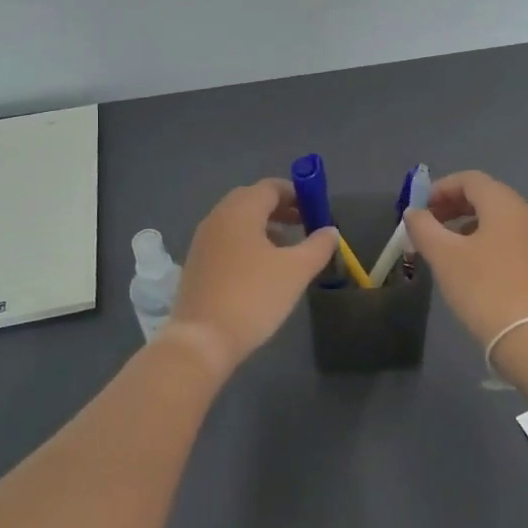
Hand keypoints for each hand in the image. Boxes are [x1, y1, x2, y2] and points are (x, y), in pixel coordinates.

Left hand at [163, 179, 337, 377]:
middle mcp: (218, 217)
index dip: (296, 193)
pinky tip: (261, 267)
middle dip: (280, 208)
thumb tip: (330, 230)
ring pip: (238, 220)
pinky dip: (247, 241)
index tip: (315, 209)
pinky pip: (226, 239)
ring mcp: (203, 240)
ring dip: (264, 225)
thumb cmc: (254, 297)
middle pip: (252, 199)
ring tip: (287, 247)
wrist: (202, 340)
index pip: (270, 187)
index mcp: (240, 210)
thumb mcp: (296, 271)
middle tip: (303, 224)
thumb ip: (318, 246)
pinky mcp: (196, 262)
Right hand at [404, 171, 527, 345]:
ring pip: (499, 219)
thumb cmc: (482, 288)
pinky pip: (510, 238)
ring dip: (468, 223)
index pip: (471, 180)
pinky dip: (486, 239)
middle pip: (487, 196)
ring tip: (445, 246)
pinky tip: (470, 264)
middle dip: (453, 205)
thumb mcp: (444, 256)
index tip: (420, 209)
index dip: (441, 188)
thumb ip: (424, 227)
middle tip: (428, 225)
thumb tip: (414, 213)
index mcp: (506, 206)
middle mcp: (527, 215)